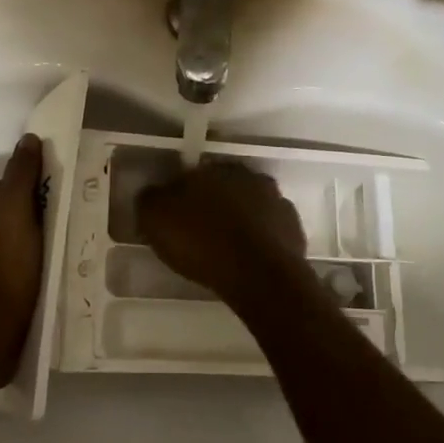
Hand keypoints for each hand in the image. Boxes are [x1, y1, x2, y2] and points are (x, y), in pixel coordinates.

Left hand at [0, 133, 45, 392]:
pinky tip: (53, 270)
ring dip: (42, 239)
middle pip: (18, 207)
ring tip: (68, 247)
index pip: (15, 180)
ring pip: (21, 235)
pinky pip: (20, 260)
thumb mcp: (14, 207)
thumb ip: (21, 171)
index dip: (40, 186)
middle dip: (43, 213)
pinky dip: (36, 261)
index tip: (66, 195)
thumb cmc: (2, 262)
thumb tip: (28, 138)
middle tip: (72, 221)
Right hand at [135, 160, 310, 309]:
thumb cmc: (202, 242)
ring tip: (224, 249)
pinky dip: (260, 240)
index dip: (181, 195)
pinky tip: (248, 259)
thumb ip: (150, 200)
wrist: (258, 275)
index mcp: (212, 167)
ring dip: (239, 220)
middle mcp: (247, 175)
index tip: (175, 217)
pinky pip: (270, 229)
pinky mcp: (293, 228)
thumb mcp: (156, 219)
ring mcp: (275, 200)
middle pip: (223, 187)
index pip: (191, 173)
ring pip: (250, 206)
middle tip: (199, 232)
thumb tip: (152, 195)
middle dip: (213, 204)